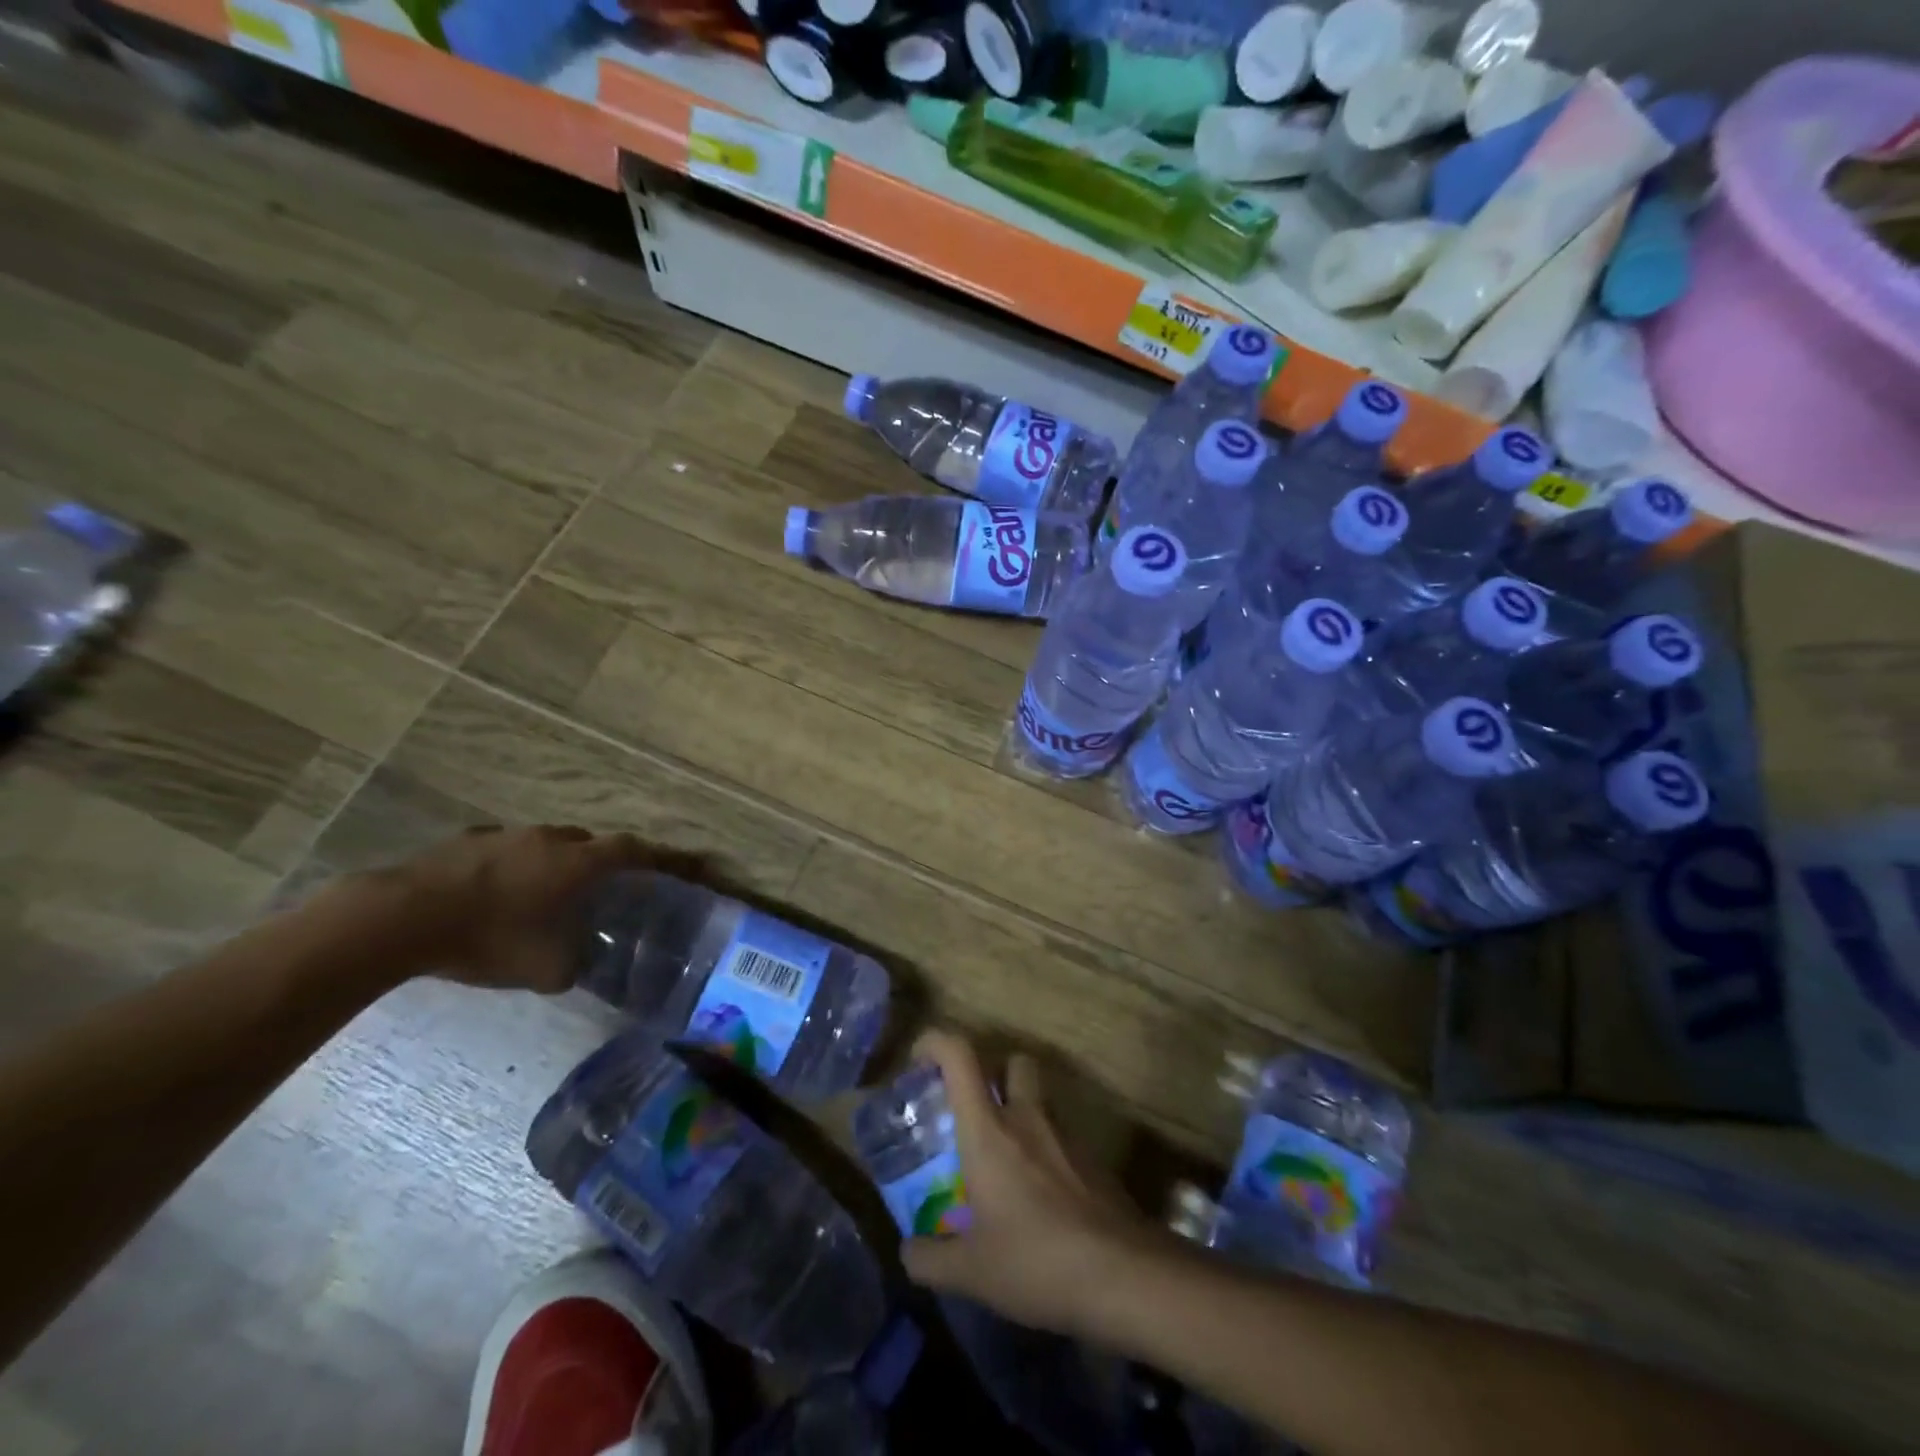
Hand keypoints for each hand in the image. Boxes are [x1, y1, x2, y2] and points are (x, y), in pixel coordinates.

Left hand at [341, 825, 661, 992]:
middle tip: (603, 888)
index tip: (688, 865)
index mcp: (577, 864)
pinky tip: (497, 893)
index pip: (635, 852)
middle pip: (591, 843)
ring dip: (556, 863)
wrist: (400, 918)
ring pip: (548, 843)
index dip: (664, 858)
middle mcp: (550, 840)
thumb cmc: (487, 939)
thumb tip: (581, 963)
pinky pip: (507, 849)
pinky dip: (515, 866)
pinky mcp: (467, 840)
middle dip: (602, 862)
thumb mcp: (544, 969)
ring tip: (546, 893)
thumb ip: (575, 964)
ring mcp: (507, 835)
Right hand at [900, 1030, 1167, 1338]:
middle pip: (1013, 1061)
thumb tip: (907, 1253)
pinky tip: (1040, 1196)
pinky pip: (1061, 1136)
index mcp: (988, 1130)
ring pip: (1040, 1098)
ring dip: (1021, 1112)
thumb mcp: (971, 1272)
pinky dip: (1045, 1149)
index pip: (960, 1056)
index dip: (935, 1043)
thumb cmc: (1036, 1261)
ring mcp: (1065, 1135)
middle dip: (993, 1072)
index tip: (919, 1061)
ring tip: (1005, 1162)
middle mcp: (1027, 1117)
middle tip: (974, 1110)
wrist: (1124, 1275)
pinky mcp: (1093, 1160)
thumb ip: (930, 1259)